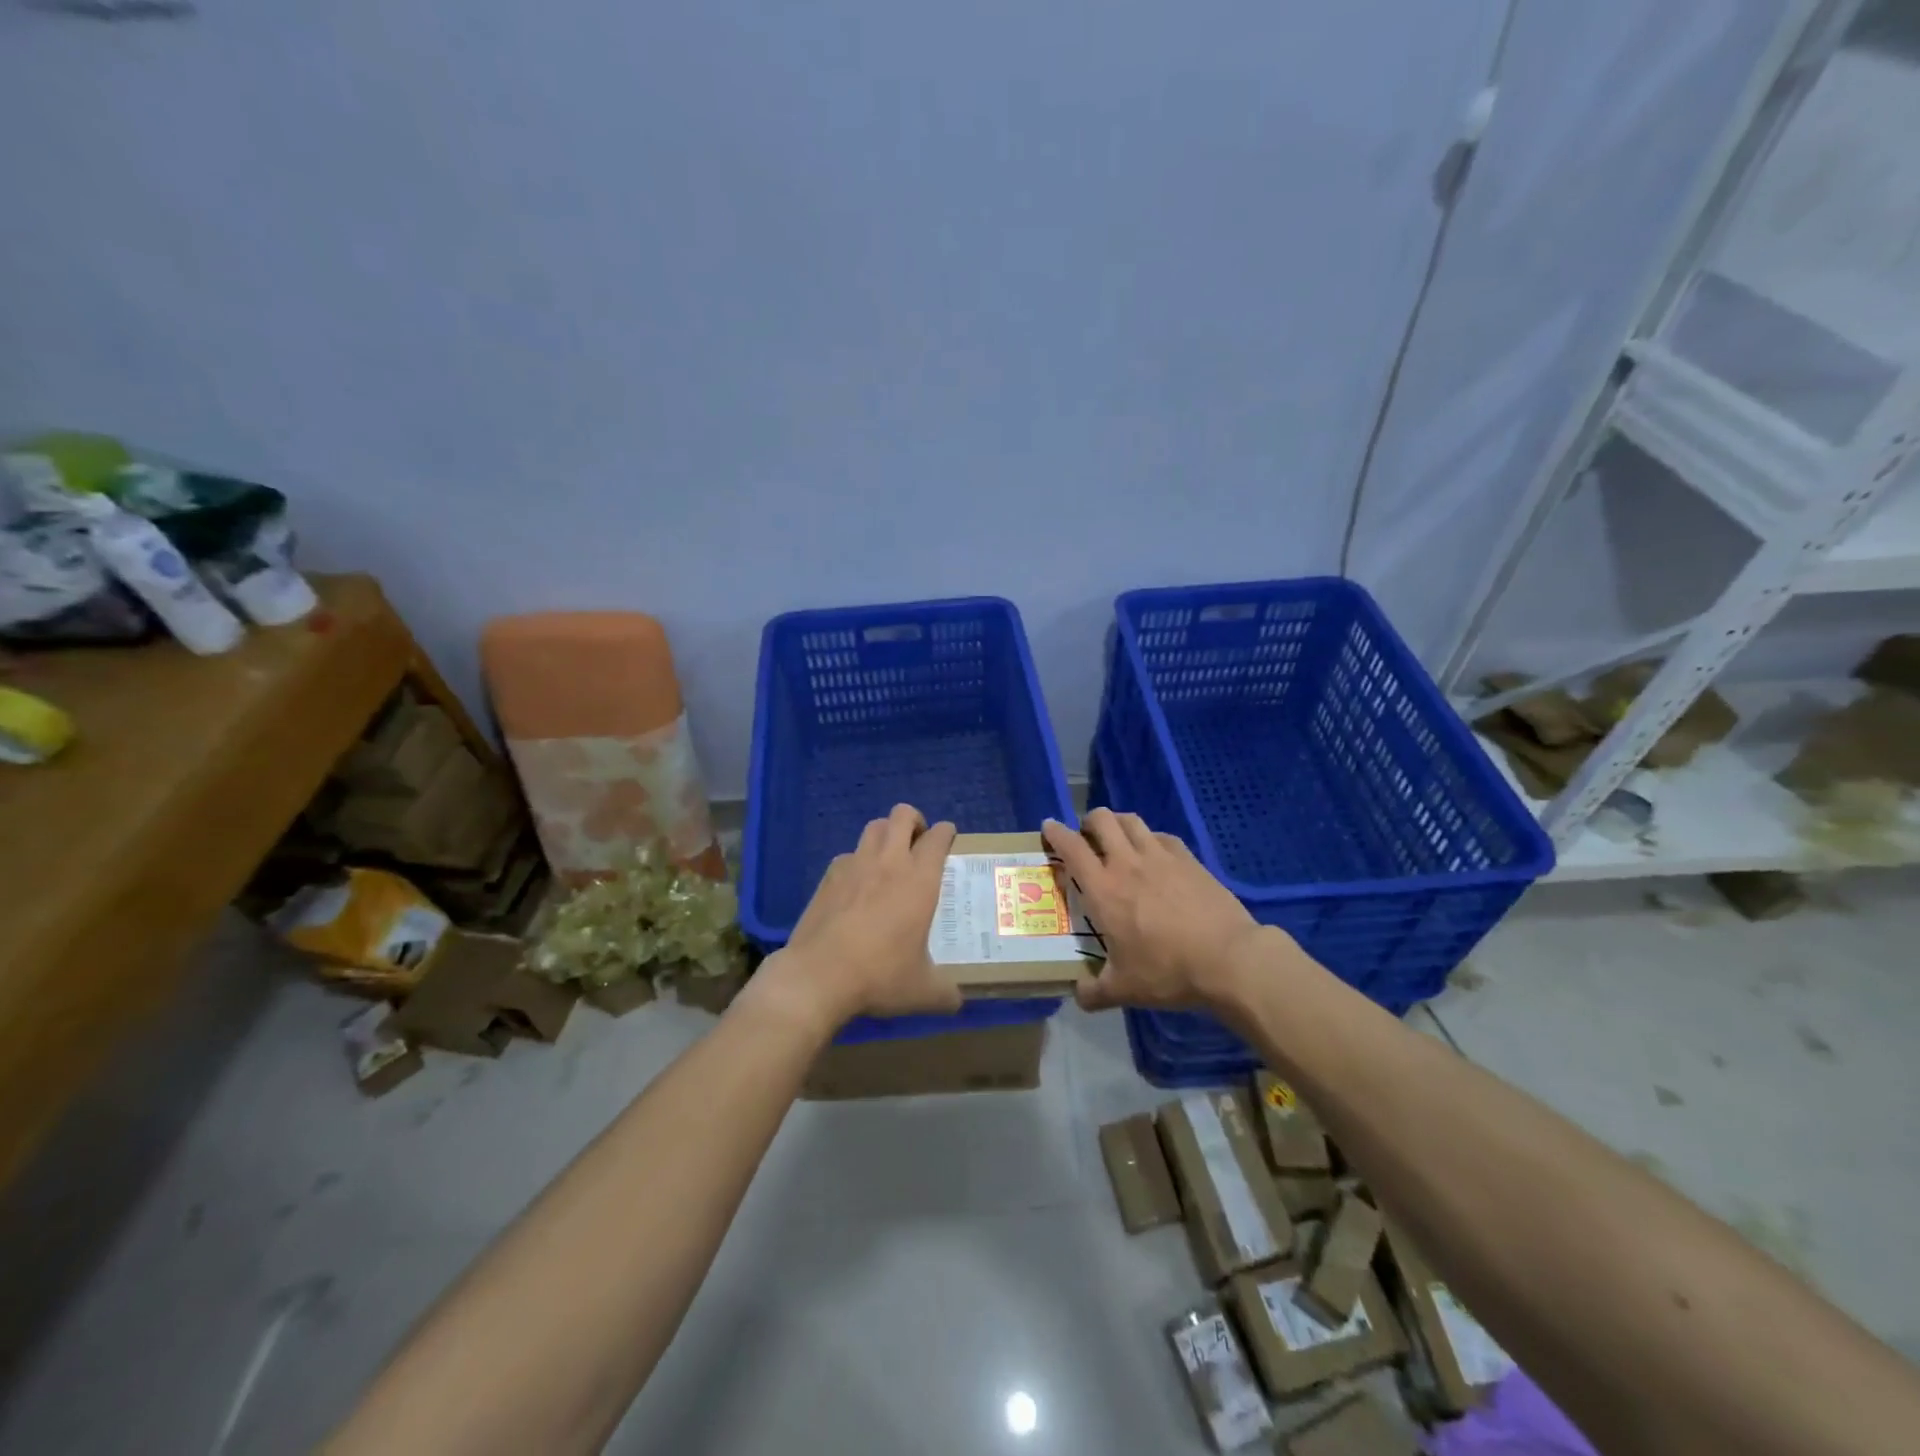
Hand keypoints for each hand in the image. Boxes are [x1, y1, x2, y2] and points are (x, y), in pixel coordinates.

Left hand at [759, 804, 961, 1035]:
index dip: (946, 833)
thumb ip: (947, 992)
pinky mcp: (828, 876)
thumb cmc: (880, 976)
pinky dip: (857, 860)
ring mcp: (854, 864)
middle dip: (915, 821)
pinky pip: (847, 854)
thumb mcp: (923, 991)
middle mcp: (889, 861)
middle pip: (902, 814)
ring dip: (886, 833)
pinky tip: (857, 885)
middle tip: (918, 844)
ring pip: (874, 826)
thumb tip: (957, 999)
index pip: (938, 837)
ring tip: (889, 857)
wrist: (819, 977)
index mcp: (920, 879)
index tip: (949, 840)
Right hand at [1043, 809, 1288, 1013]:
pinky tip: (1154, 853)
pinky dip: (1150, 837)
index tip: (1048, 828)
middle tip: (1086, 836)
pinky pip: (1162, 836)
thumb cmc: (1167, 971)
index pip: (1071, 848)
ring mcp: (1160, 857)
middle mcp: (1127, 863)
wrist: (1228, 959)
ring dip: (1117, 822)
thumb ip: (1095, 992)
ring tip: (1117, 836)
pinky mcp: (1189, 859)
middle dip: (1088, 822)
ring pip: (1131, 821)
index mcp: (1104, 889)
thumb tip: (1079, 995)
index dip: (1056, 833)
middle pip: (1102, 820)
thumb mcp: (1124, 989)